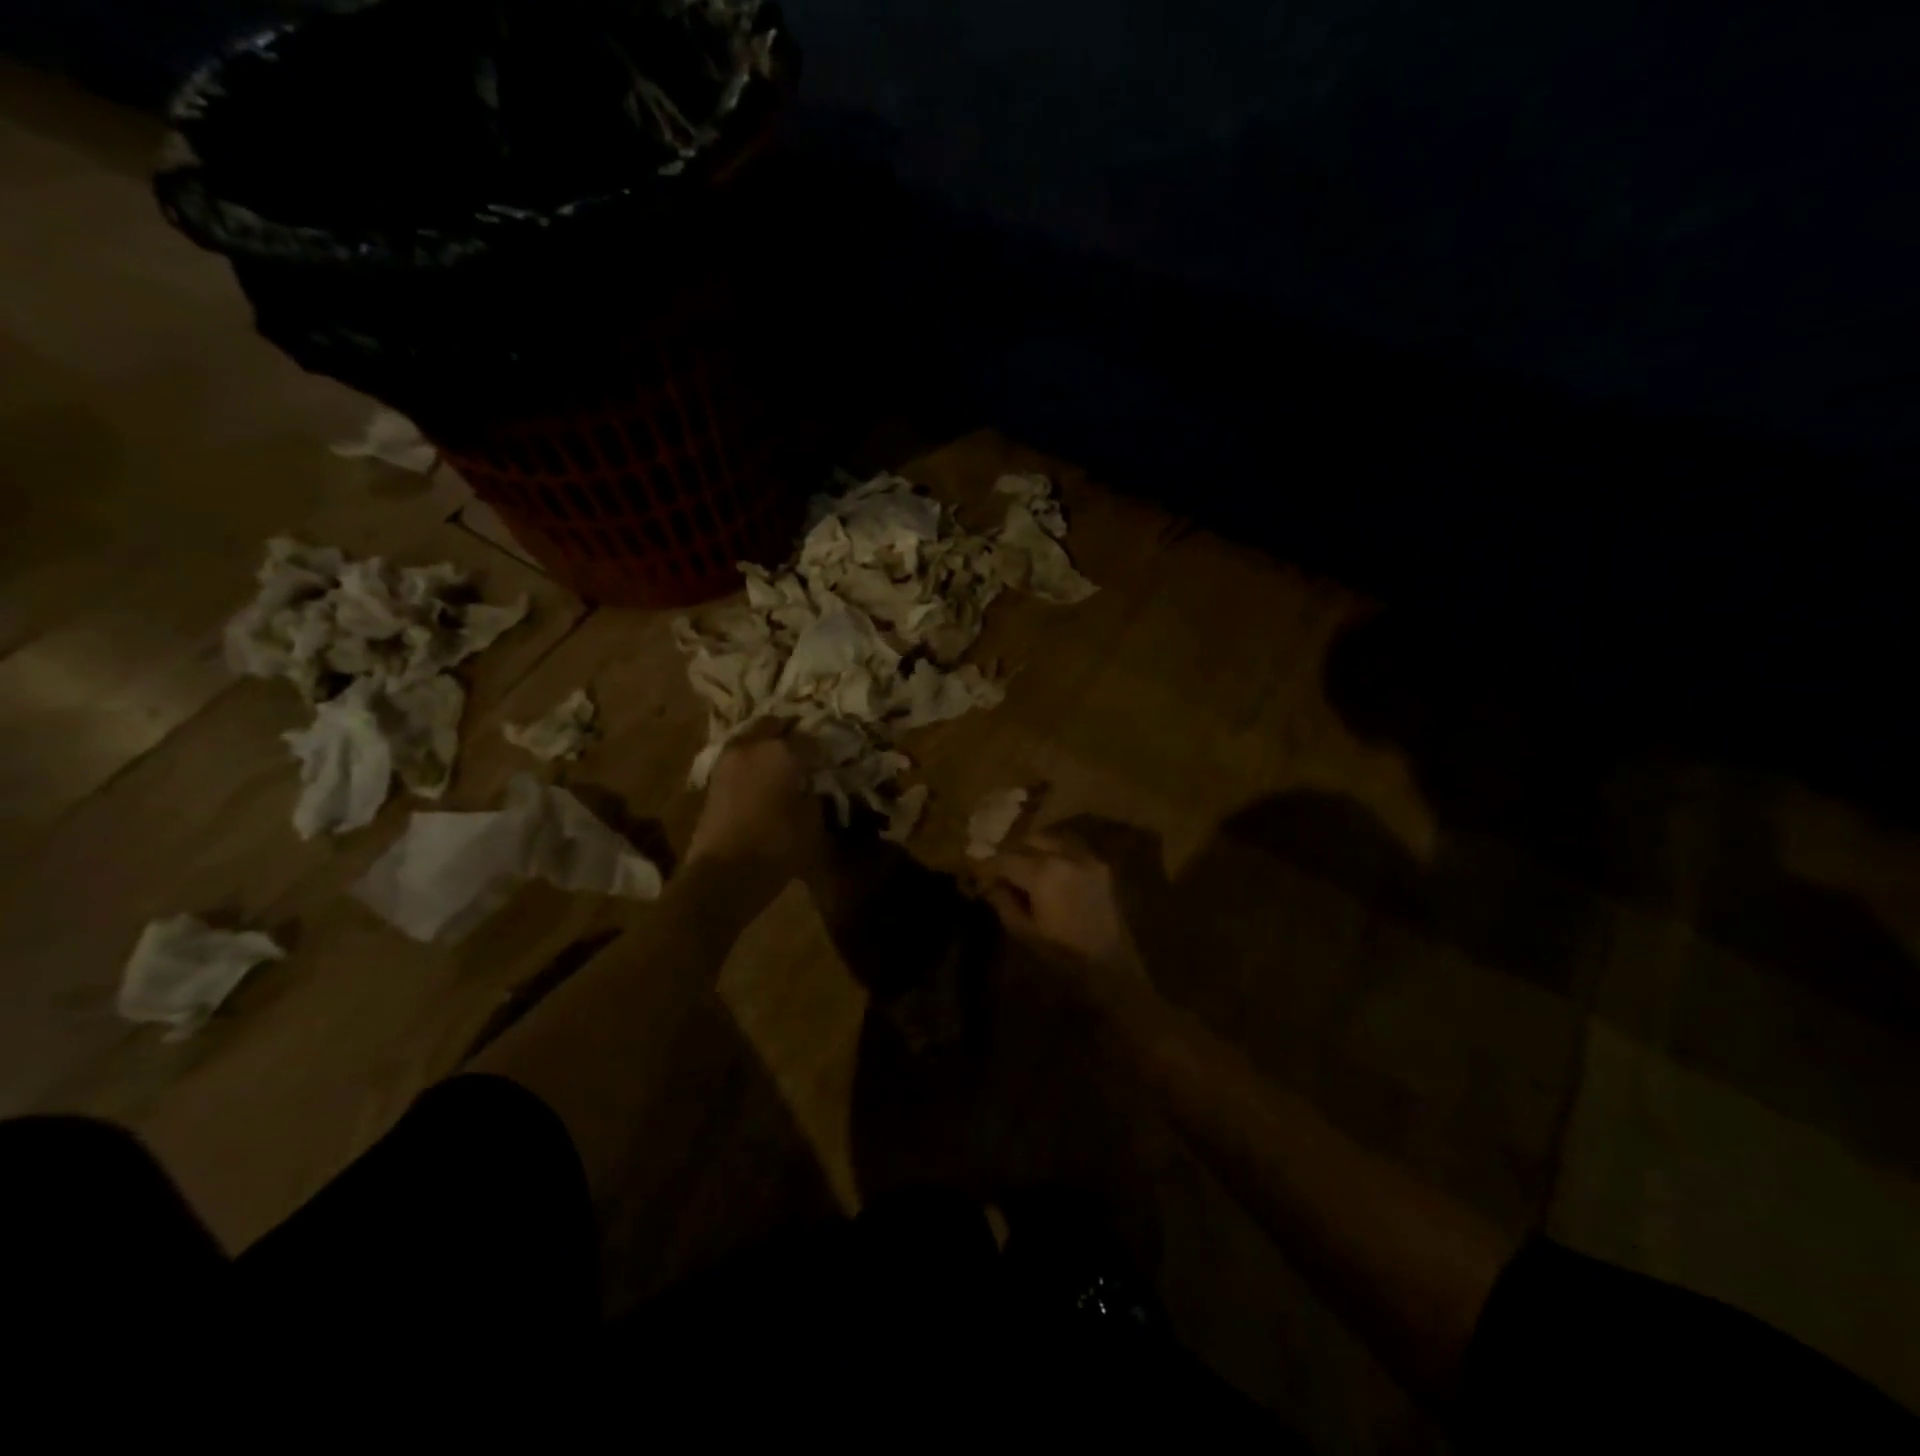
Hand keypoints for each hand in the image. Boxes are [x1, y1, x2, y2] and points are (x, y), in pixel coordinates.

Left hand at [686, 725, 823, 877]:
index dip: (822, 749)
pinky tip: (764, 778)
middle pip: (774, 725)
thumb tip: (812, 784)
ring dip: (767, 746)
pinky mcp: (713, 779)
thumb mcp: (812, 821)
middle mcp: (752, 746)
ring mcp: (728, 760)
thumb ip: (815, 794)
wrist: (723, 874)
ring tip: (783, 764)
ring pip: (752, 738)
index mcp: (781, 751)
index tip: (831, 760)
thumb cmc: (776, 845)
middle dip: (789, 734)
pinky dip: (752, 762)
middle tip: (805, 752)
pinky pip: (739, 758)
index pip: (810, 738)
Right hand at [982, 829, 1146, 994]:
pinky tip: (1046, 870)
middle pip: (1028, 840)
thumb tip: (989, 883)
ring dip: (1032, 848)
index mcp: (1043, 874)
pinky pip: (1070, 848)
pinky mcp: (1100, 865)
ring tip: (1021, 868)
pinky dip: (1053, 852)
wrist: (1111, 965)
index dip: (987, 865)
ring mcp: (1086, 857)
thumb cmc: (1062, 954)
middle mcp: (1065, 856)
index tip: (976, 873)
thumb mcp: (1024, 931)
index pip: (1006, 858)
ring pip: (1051, 839)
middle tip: (998, 870)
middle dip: (1010, 852)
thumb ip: (1003, 901)